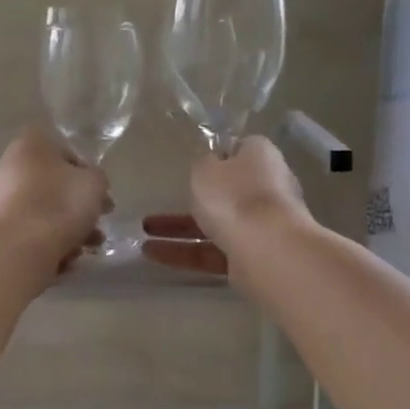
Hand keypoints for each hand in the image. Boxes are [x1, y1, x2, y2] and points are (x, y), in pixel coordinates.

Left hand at [0, 127, 110, 268]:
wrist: (19, 247)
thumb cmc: (60, 203)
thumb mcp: (94, 183)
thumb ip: (97, 178)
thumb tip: (90, 184)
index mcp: (31, 145)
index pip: (66, 153)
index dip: (88, 175)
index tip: (101, 196)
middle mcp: (10, 167)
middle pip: (54, 186)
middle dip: (79, 208)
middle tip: (98, 225)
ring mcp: (0, 200)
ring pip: (44, 213)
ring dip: (70, 231)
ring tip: (87, 249)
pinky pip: (32, 234)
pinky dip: (49, 245)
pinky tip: (65, 260)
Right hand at [141, 137, 310, 276]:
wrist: (266, 250)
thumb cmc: (234, 196)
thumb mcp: (206, 169)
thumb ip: (203, 165)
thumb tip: (212, 164)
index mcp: (261, 158)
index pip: (240, 150)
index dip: (218, 156)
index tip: (195, 165)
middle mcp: (266, 189)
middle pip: (228, 191)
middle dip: (196, 199)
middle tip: (166, 200)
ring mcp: (260, 226)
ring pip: (215, 224)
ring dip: (180, 230)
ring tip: (143, 235)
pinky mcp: (250, 257)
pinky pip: (211, 252)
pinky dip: (184, 253)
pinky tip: (152, 254)